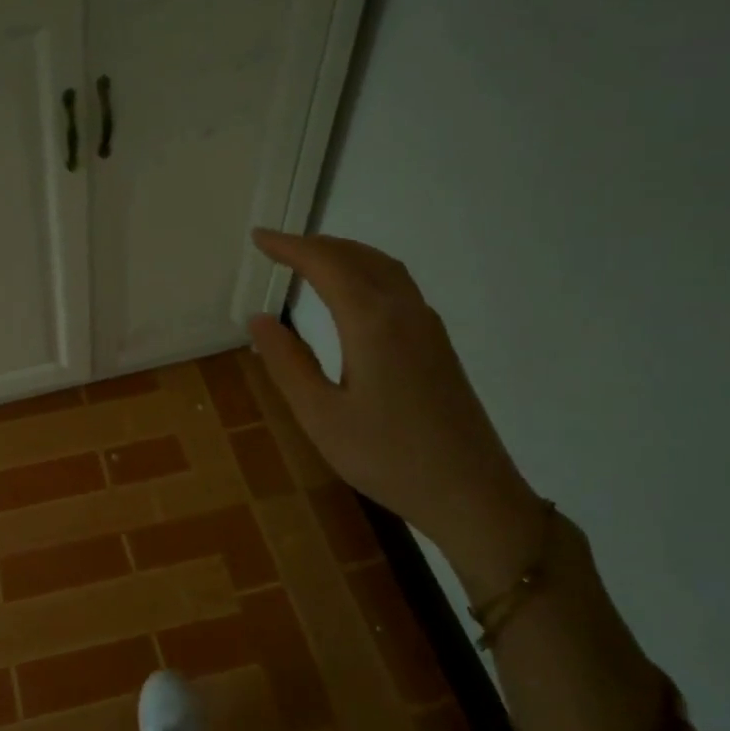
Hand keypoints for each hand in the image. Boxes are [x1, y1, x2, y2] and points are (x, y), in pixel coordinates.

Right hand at [247, 230, 543, 574]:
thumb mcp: (321, 415)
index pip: (326, 265)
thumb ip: (288, 363)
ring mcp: (427, 327)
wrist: (470, 492)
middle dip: (316, 245)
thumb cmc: (386, 457)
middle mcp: (404, 312)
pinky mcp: (438, 345)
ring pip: (384, 268)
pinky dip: (367, 272)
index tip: (259, 239)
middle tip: (278, 247)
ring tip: (311, 260)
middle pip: (359, 257)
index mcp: (372, 323)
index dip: (290, 247)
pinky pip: (399, 286)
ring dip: (345, 254)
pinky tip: (354, 294)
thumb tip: (259, 318)